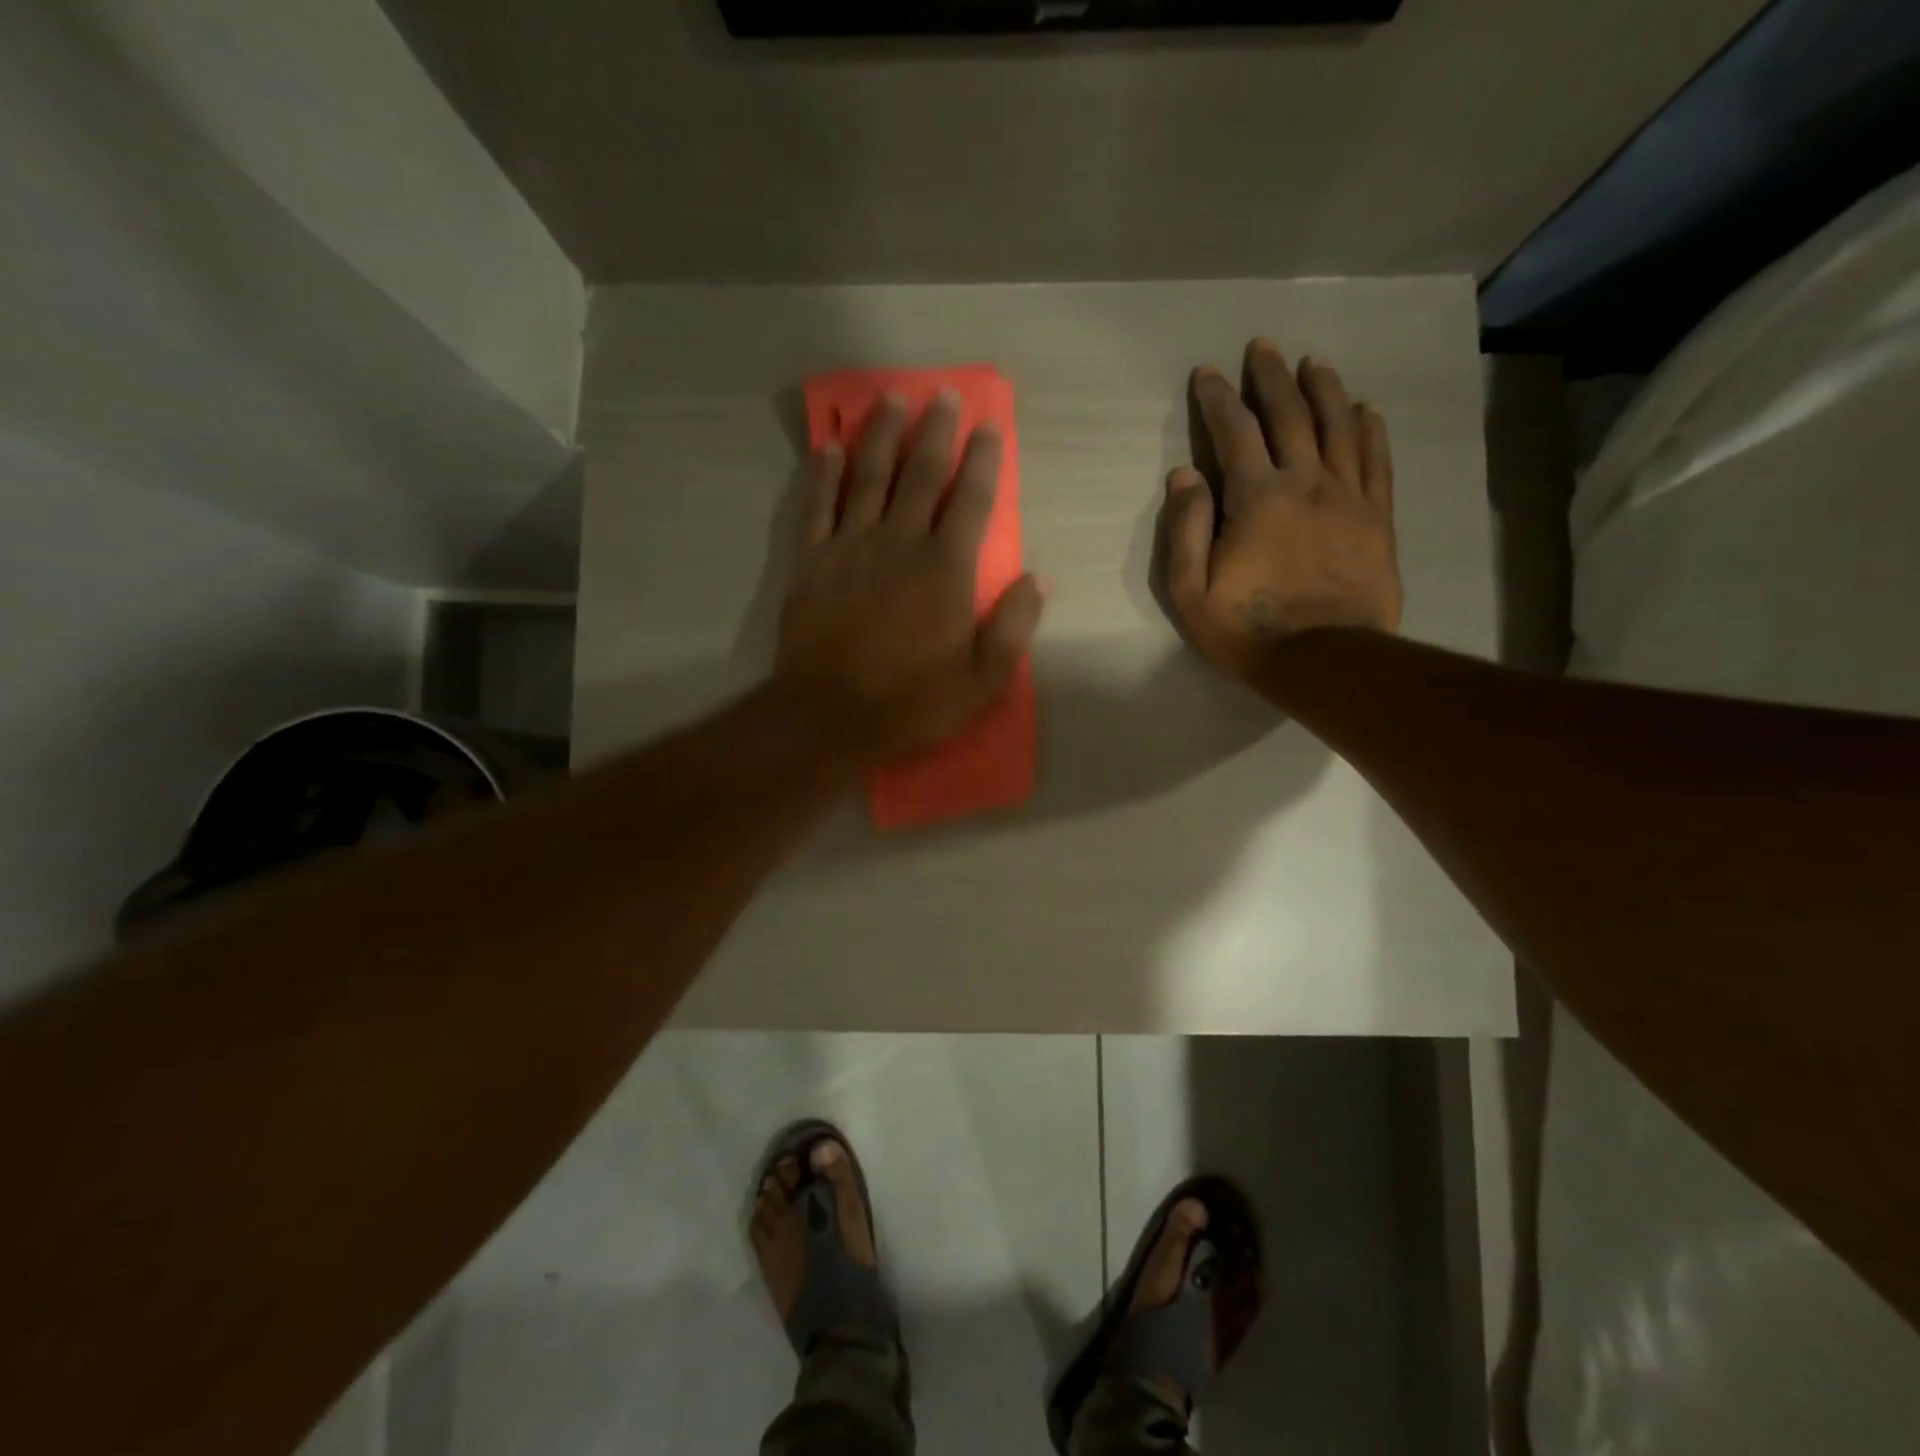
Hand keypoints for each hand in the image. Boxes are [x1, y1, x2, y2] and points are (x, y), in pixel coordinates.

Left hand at [775, 392, 1044, 762]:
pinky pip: (816, 506)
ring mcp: (850, 547)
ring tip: (889, 398)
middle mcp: (899, 543)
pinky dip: (823, 475)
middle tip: (941, 394)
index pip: (971, 501)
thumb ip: (1014, 626)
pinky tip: (829, 448)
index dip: (983, 461)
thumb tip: (1040, 578)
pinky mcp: (811, 561)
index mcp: (946, 569)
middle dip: (935, 431)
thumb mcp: (983, 680)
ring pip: (868, 477)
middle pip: (920, 474)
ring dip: (881, 435)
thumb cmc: (912, 702)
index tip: (990, 426)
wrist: (828, 717)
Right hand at [1164, 340, 1401, 681]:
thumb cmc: (1247, 629)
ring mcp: (1347, 496)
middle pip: (1290, 414)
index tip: (1208, 372)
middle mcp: (1305, 482)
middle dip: (1272, 377)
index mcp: (1256, 497)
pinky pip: (1376, 460)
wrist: (1324, 660)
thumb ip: (1185, 528)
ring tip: (1314, 362)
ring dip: (1324, 389)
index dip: (1219, 398)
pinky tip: (1365, 409)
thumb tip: (1183, 473)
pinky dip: (1370, 428)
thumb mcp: (1191, 590)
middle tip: (1263, 347)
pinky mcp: (1376, 517)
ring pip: (1338, 426)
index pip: (1235, 432)